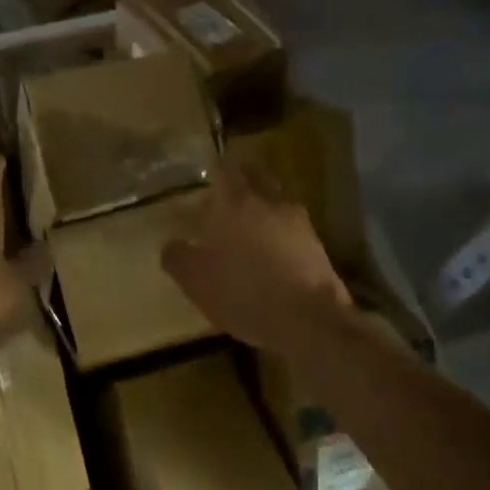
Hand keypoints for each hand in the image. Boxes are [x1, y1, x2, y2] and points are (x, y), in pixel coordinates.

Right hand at [162, 161, 351, 356]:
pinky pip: (291, 227)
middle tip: (224, 197)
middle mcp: (270, 203)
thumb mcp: (197, 281)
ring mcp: (298, 223)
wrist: (310, 321)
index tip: (206, 176)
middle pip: (256, 177)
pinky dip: (278, 231)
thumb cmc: (244, 293)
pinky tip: (268, 253)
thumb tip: (171, 244)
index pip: (226, 169)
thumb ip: (178, 258)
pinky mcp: (317, 246)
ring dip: (261, 207)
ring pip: (276, 201)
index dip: (215, 169)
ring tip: (245, 228)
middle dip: (241, 182)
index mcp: (236, 203)